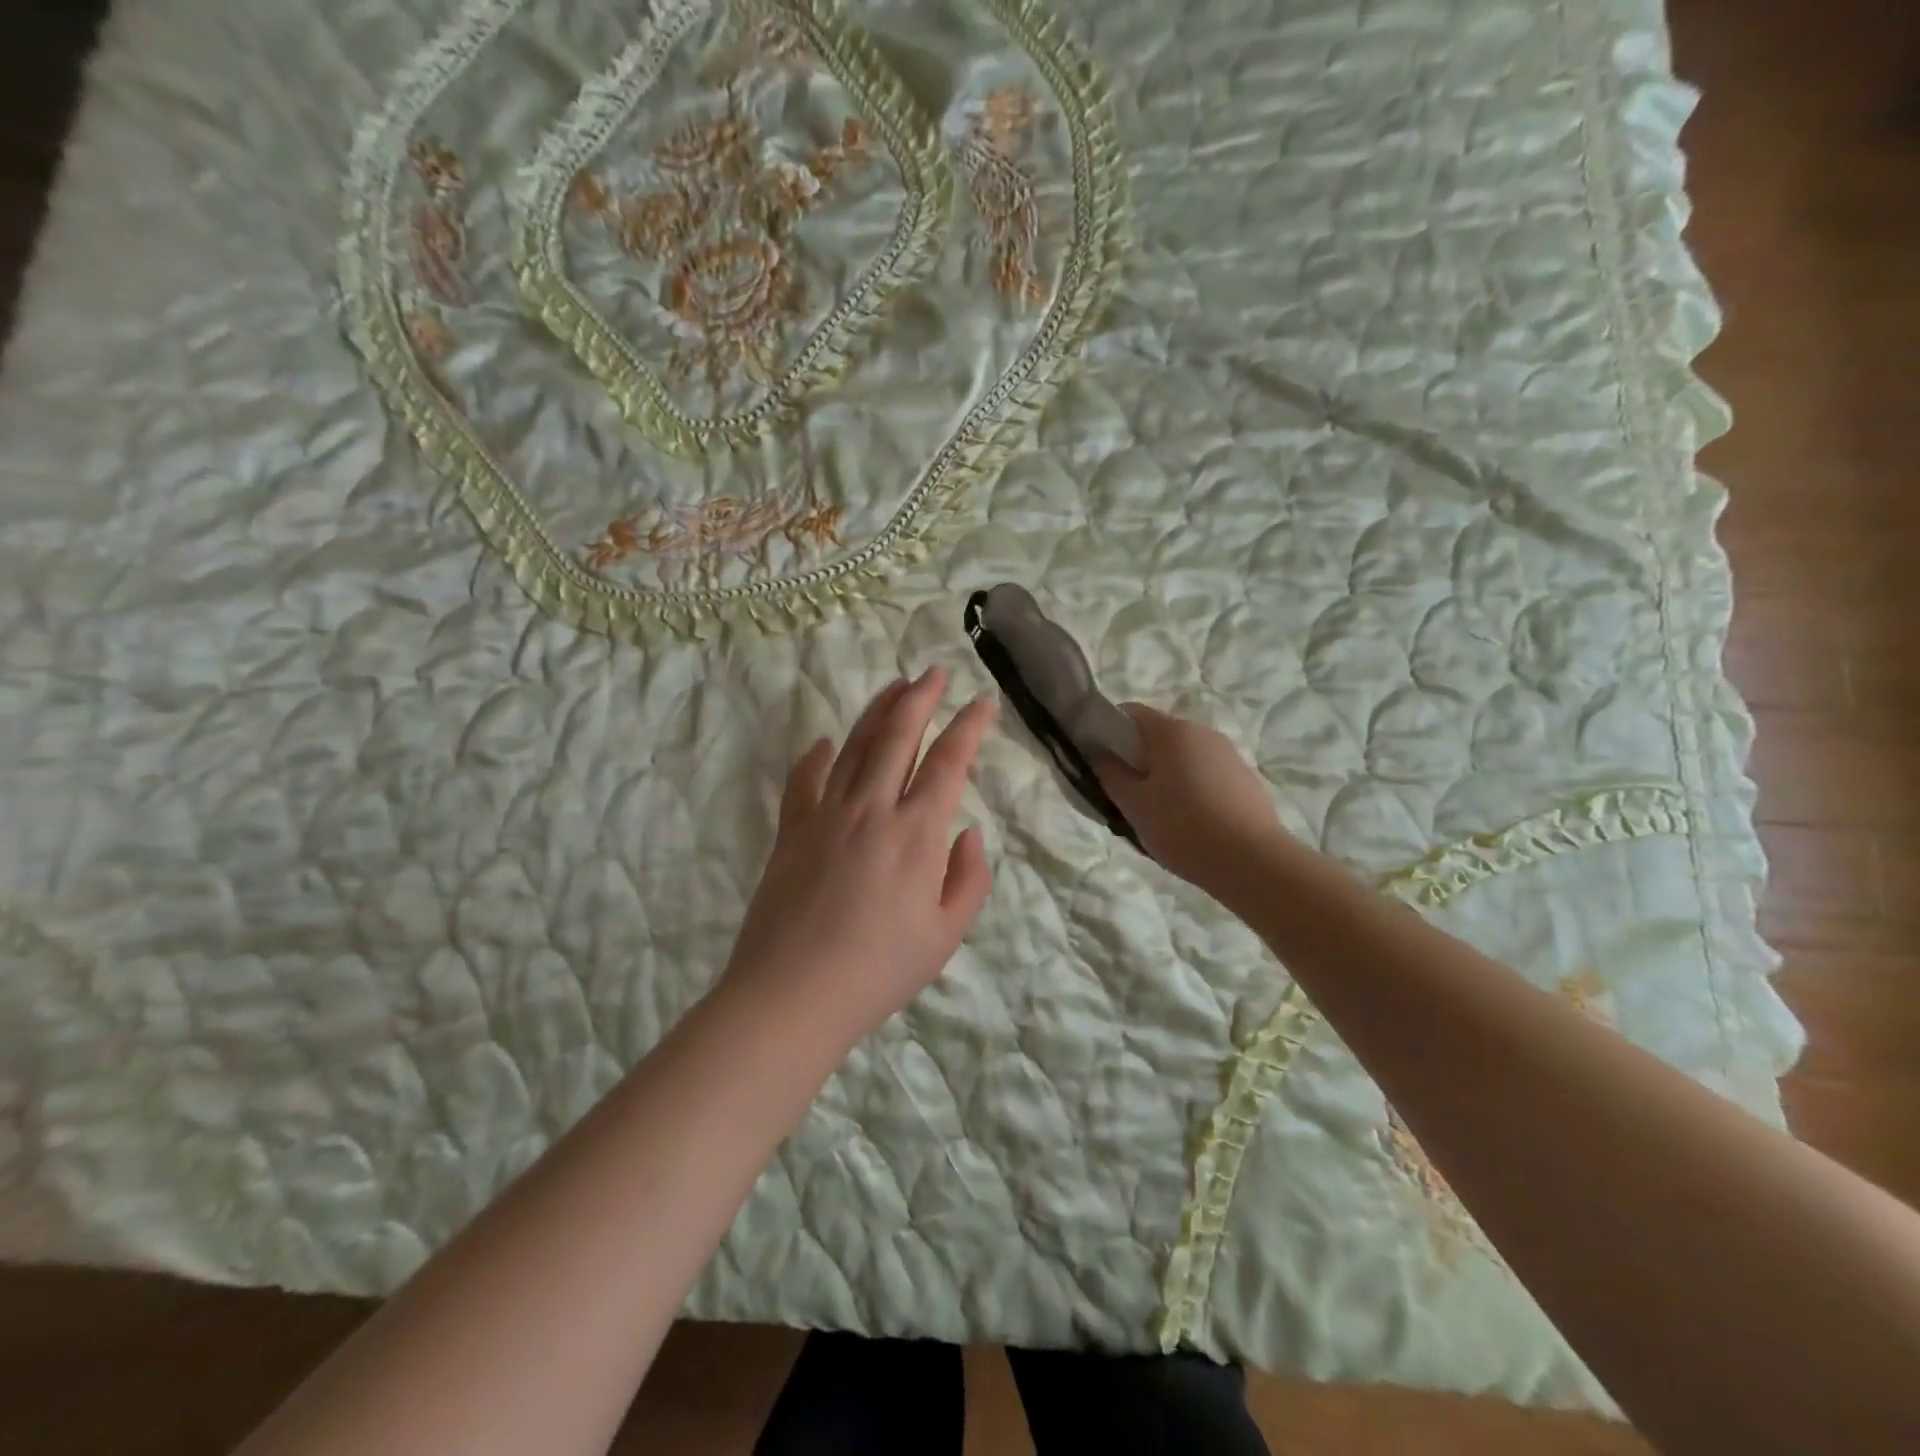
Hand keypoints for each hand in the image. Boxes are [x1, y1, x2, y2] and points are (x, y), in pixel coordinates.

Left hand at [719, 668, 997, 1051]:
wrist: (792, 996)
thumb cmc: (879, 972)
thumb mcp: (946, 936)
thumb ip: (968, 879)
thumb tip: (966, 832)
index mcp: (917, 834)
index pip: (949, 762)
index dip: (969, 726)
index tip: (983, 702)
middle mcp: (872, 810)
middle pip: (898, 736)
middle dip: (920, 698)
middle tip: (934, 673)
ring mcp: (826, 815)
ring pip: (854, 746)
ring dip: (877, 712)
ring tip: (894, 687)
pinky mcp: (792, 831)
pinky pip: (804, 781)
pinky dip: (815, 757)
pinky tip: (824, 742)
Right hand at [1094, 703, 1287, 902]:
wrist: (1254, 861)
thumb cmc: (1183, 828)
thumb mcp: (1134, 806)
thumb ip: (1111, 775)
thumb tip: (1101, 755)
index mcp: (1171, 732)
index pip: (1130, 713)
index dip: (1108, 729)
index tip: (1098, 758)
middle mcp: (1202, 732)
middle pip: (1159, 734)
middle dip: (1137, 757)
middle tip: (1125, 794)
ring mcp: (1228, 754)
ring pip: (1184, 755)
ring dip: (1166, 774)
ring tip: (1159, 813)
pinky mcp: (1246, 778)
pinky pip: (1207, 773)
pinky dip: (1192, 787)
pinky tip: (1191, 822)